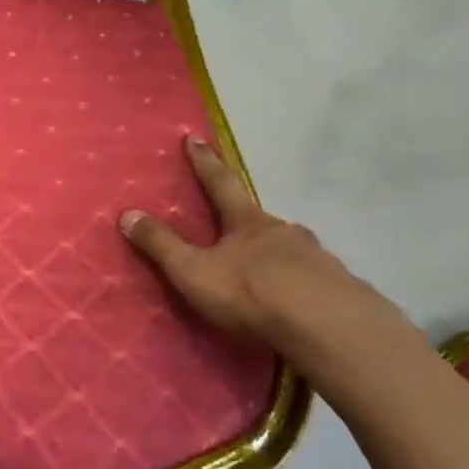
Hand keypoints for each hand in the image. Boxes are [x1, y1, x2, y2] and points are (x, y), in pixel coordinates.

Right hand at [120, 135, 383, 348]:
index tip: (195, 138)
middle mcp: (285, 232)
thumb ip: (162, 245)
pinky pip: (316, 281)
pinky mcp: (342, 290)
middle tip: (238, 227)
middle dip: (248, 221)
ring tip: (270, 273)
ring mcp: (319, 259)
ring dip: (279, 255)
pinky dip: (303, 285)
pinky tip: (300, 304)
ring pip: (292, 250)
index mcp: (247, 222)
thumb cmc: (252, 293)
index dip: (205, 163)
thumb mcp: (194, 271)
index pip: (220, 183)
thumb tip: (127, 214)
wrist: (329, 329)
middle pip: (261, 219)